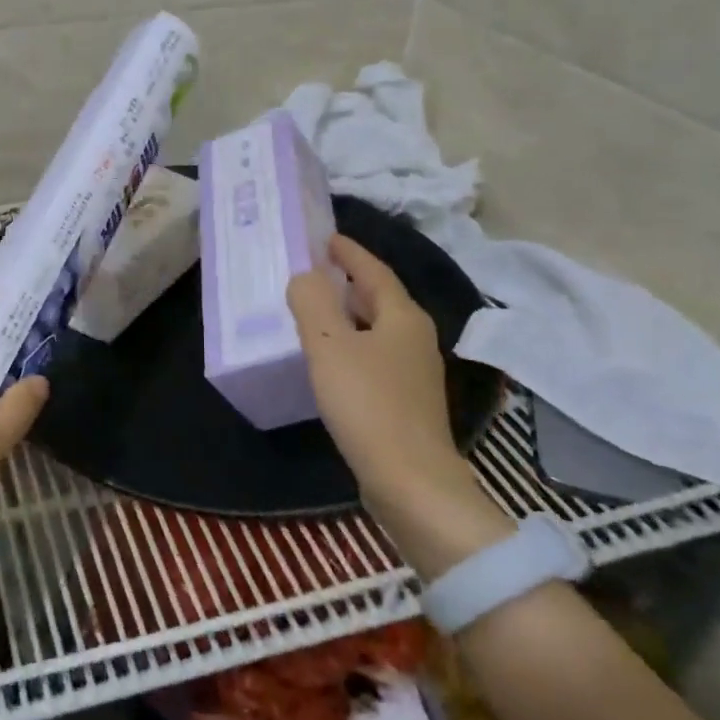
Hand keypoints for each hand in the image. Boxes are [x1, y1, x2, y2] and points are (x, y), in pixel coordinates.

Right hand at [287, 235, 509, 574]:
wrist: (410, 481)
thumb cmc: (368, 404)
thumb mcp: (329, 345)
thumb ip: (312, 302)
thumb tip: (305, 277)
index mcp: (402, 317)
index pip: (374, 271)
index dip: (349, 253)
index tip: (324, 237)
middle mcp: (414, 338)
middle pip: (378, 298)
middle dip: (347, 281)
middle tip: (311, 271)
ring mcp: (413, 372)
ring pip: (376, 328)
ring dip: (347, 314)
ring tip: (313, 310)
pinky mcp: (405, 401)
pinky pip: (373, 356)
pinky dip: (350, 344)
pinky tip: (328, 358)